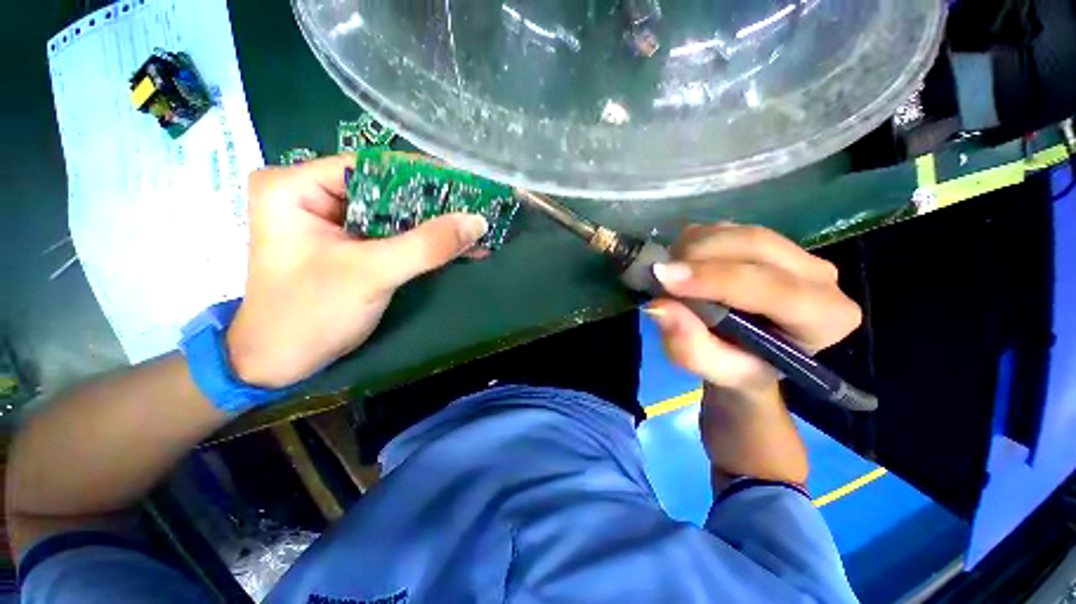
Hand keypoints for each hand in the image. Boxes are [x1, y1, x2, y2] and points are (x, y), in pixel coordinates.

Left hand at [226, 155, 487, 387]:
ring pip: (398, 215)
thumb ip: (425, 245)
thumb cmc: (310, 314)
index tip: (469, 185)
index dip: (424, 176)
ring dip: (438, 226)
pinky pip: (399, 236)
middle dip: (437, 206)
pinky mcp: (355, 246)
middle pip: (388, 190)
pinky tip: (461, 247)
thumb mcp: (369, 274)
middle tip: (480, 209)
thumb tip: (477, 221)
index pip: (373, 167)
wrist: (285, 363)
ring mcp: (337, 222)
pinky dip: (429, 244)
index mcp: (297, 186)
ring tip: (477, 229)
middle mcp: (315, 195)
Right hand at [646, 224, 861, 484]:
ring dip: (694, 248)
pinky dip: (696, 241)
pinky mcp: (769, 239)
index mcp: (825, 317)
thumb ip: (691, 349)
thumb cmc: (738, 366)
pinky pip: (727, 227)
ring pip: (738, 231)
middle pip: (756, 245)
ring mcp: (796, 252)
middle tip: (659, 275)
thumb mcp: (714, 371)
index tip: (664, 279)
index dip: (714, 280)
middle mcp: (820, 276)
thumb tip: (659, 307)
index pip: (771, 287)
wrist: (750, 352)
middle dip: (699, 256)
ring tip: (671, 275)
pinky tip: (685, 264)